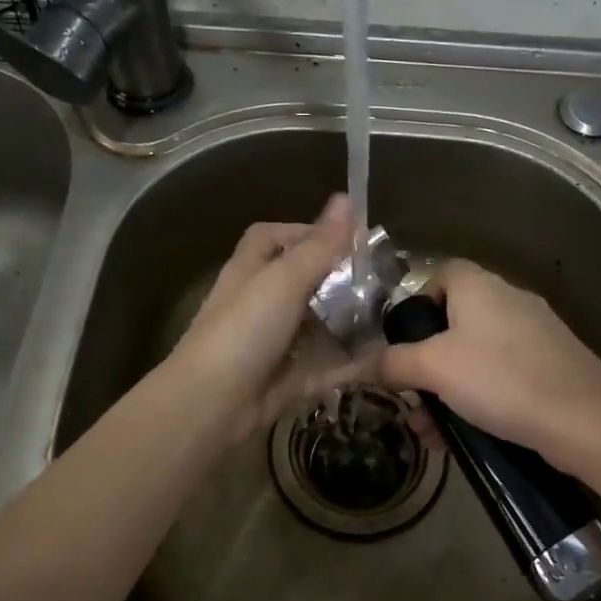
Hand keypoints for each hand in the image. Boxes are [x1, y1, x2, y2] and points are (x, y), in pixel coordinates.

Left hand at [169, 195, 362, 440]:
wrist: (212, 402)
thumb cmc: (244, 328)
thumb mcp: (284, 279)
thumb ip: (319, 245)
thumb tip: (347, 198)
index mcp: (250, 271)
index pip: (271, 237)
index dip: (303, 231)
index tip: (344, 238)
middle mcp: (259, 303)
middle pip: (300, 281)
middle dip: (337, 279)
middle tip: (380, 279)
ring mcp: (273, 342)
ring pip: (315, 325)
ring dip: (347, 321)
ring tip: (389, 316)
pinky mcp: (286, 378)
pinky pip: (324, 366)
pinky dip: (349, 364)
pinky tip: (382, 358)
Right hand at [378, 259, 600, 467]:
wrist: (585, 419)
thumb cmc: (500, 378)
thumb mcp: (434, 369)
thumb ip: (394, 362)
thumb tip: (364, 363)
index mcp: (479, 286)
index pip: (441, 274)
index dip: (416, 302)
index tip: (402, 340)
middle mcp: (508, 300)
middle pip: (455, 320)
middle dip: (427, 361)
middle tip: (410, 396)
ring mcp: (535, 333)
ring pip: (477, 355)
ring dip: (448, 389)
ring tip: (430, 430)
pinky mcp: (551, 365)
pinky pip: (502, 375)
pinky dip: (479, 398)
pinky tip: (464, 435)